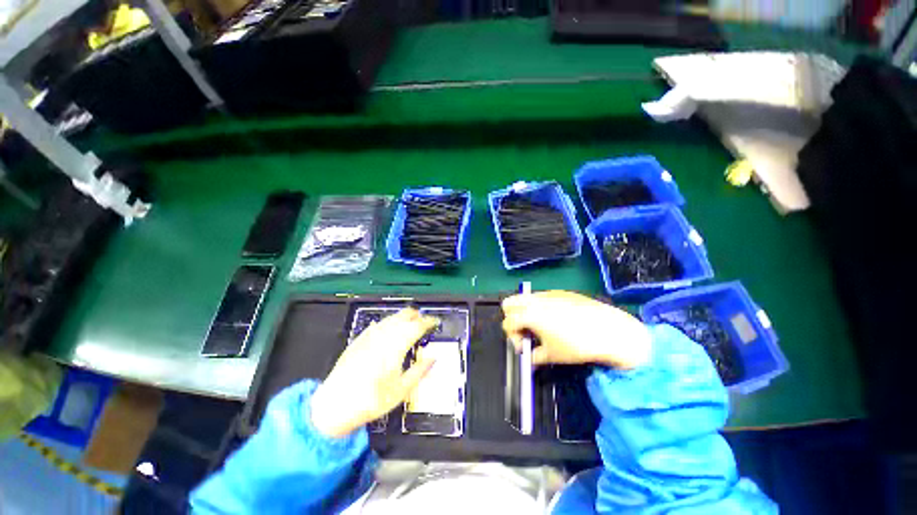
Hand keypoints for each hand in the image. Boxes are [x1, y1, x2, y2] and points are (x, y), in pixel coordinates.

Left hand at [311, 308, 438, 437]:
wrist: (334, 404)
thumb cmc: (371, 400)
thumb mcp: (401, 390)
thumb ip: (419, 371)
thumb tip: (433, 358)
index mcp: (396, 345)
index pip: (417, 325)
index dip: (428, 321)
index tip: (435, 322)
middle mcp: (384, 335)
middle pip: (404, 315)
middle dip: (416, 315)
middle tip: (424, 321)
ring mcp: (370, 335)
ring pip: (391, 317)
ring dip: (403, 317)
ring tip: (410, 324)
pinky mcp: (359, 339)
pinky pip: (378, 324)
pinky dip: (388, 323)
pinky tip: (388, 328)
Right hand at [501, 290, 651, 369]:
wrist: (609, 331)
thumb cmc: (578, 345)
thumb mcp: (552, 355)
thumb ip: (535, 356)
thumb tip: (531, 357)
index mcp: (529, 315)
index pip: (507, 323)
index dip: (512, 337)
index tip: (524, 346)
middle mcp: (535, 300)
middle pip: (509, 303)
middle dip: (512, 318)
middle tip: (525, 331)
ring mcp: (548, 294)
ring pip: (525, 298)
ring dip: (526, 311)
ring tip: (541, 326)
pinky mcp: (560, 292)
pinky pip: (542, 296)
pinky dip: (541, 306)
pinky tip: (556, 319)